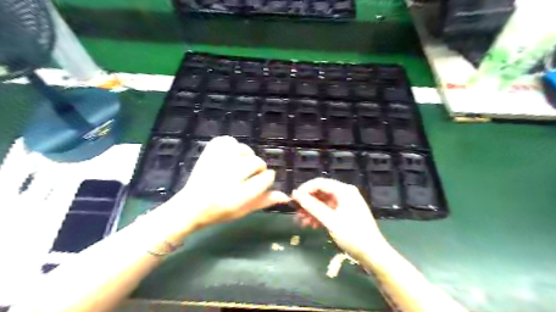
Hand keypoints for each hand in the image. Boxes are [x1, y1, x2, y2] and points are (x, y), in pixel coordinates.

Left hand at [166, 135, 288, 230]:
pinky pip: (228, 141)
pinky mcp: (208, 153)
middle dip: (258, 168)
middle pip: (256, 163)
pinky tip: (231, 156)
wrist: (190, 206)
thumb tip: (285, 196)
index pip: (265, 179)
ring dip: (247, 157)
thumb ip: (264, 201)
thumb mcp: (244, 211)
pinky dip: (233, 146)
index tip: (264, 179)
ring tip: (239, 165)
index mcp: (236, 197)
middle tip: (250, 175)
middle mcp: (226, 178)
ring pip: (244, 150)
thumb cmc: (219, 212)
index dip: (267, 178)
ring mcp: (215, 163)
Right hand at [292, 178, 387, 258]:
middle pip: (321, 192)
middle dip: (308, 202)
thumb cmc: (353, 235)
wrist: (373, 254)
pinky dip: (320, 216)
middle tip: (297, 213)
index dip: (305, 189)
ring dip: (312, 210)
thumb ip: (312, 206)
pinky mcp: (345, 213)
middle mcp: (345, 193)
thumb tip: (295, 194)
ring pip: (323, 202)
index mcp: (344, 191)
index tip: (293, 200)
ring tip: (303, 222)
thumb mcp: (330, 220)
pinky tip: (313, 225)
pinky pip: (329, 210)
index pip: (319, 183)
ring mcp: (346, 203)